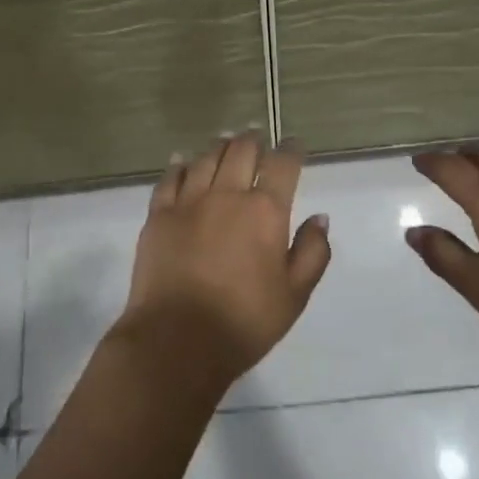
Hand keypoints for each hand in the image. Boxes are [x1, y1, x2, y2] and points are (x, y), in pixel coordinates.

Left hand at [117, 134, 331, 386]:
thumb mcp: (294, 296)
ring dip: (220, 147)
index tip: (295, 145)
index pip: (283, 165)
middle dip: (253, 140)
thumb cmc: (244, 322)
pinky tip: (182, 160)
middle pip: (241, 151)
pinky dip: (179, 165)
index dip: (291, 150)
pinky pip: (169, 179)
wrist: (177, 341)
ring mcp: (188, 202)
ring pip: (205, 158)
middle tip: (257, 138)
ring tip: (225, 143)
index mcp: (265, 211)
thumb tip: (320, 218)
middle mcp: (227, 194)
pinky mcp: (158, 215)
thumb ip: (312, 253)